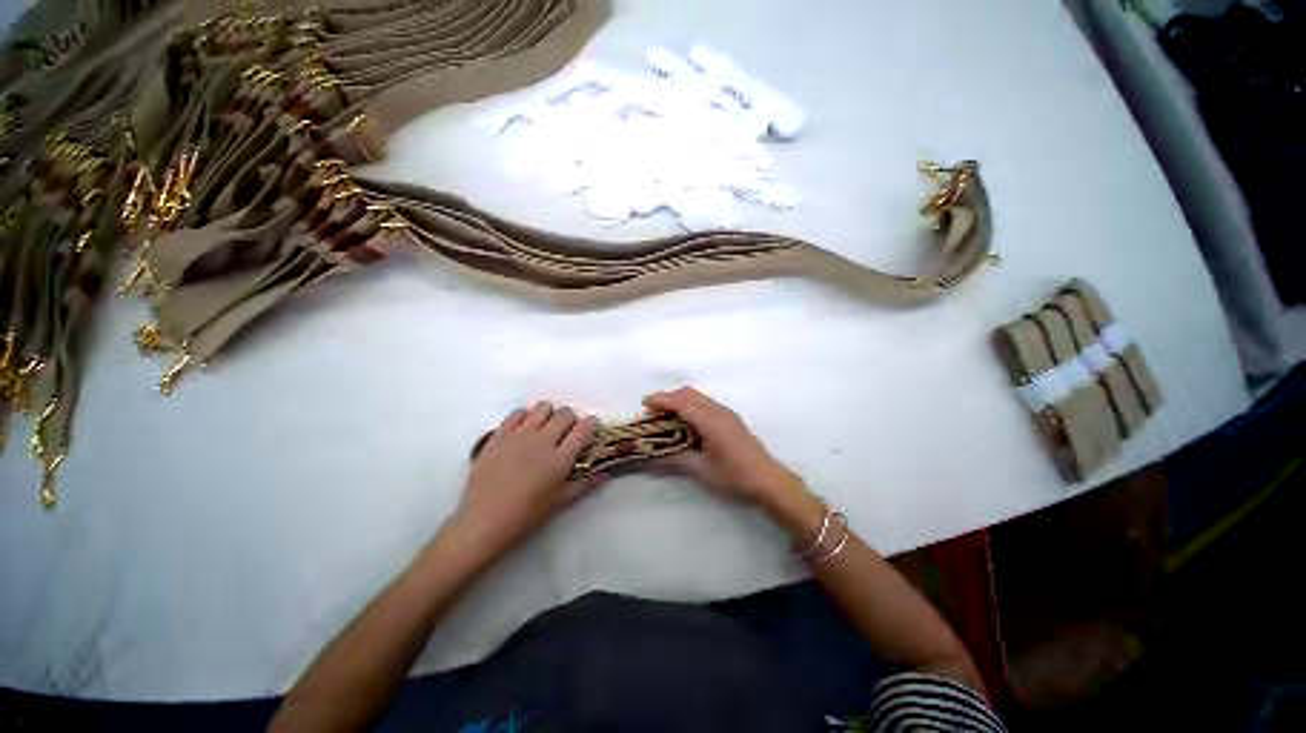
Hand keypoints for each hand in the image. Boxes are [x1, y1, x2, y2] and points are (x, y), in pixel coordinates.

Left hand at [455, 402, 600, 547]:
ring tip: (544, 428)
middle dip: (571, 419)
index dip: (592, 423)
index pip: (584, 428)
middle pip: (565, 413)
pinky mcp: (499, 435)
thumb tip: (605, 474)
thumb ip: (585, 484)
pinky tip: (523, 429)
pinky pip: (516, 413)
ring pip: (542, 408)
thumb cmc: (526, 515)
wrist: (483, 521)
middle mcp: (542, 441)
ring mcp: (519, 435)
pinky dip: (525, 416)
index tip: (591, 428)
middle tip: (566, 432)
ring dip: (549, 414)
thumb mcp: (560, 502)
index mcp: (560, 458)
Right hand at [643, 387, 805, 509]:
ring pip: (698, 397)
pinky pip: (706, 404)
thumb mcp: (702, 470)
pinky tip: (685, 423)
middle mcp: (719, 411)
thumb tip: (652, 456)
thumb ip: (676, 458)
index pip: (682, 403)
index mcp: (711, 422)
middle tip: (653, 412)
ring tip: (666, 417)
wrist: (769, 481)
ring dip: (680, 401)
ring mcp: (727, 413)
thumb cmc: (735, 477)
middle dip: (669, 398)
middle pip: (690, 394)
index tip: (644, 403)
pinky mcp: (731, 419)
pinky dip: (690, 406)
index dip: (661, 400)